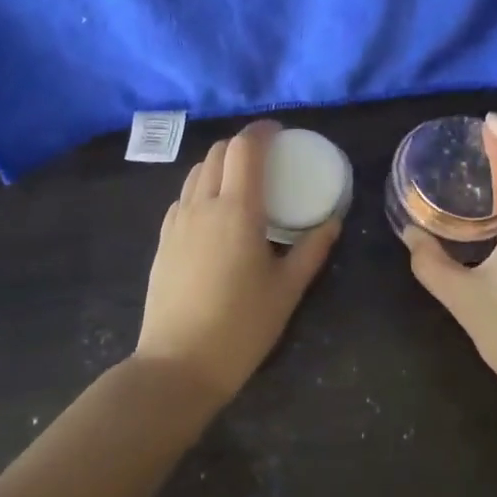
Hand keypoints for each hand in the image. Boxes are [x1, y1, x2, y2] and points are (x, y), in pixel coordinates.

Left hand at [138, 120, 338, 406]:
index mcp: (237, 210)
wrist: (178, 365)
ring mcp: (177, 221)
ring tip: (243, 181)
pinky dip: (203, 187)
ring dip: (221, 163)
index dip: (262, 131)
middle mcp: (203, 205)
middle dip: (243, 144)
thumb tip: (332, 222)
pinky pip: (184, 196)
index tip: (280, 131)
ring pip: (197, 171)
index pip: (245, 148)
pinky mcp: (163, 239)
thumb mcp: (287, 290)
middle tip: (267, 157)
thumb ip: (312, 250)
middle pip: (219, 152)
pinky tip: (216, 212)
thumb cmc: (241, 326)